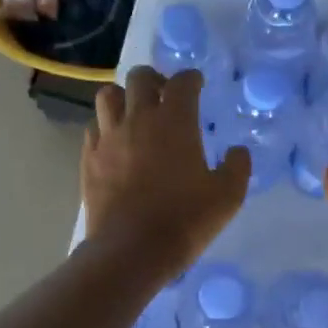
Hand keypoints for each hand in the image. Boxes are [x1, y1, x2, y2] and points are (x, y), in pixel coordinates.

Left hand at [82, 67, 249, 278]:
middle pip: (140, 77)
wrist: (132, 250)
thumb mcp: (227, 197)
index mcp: (175, 121)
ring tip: (133, 114)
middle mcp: (138, 119)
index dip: (192, 79)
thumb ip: (237, 167)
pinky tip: (115, 143)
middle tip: (164, 95)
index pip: (182, 82)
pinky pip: (93, 128)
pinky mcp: (89, 159)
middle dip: (155, 79)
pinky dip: (105, 127)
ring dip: (123, 97)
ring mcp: (109, 138)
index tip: (197, 85)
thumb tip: (237, 151)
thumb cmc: (185, 220)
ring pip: (108, 96)